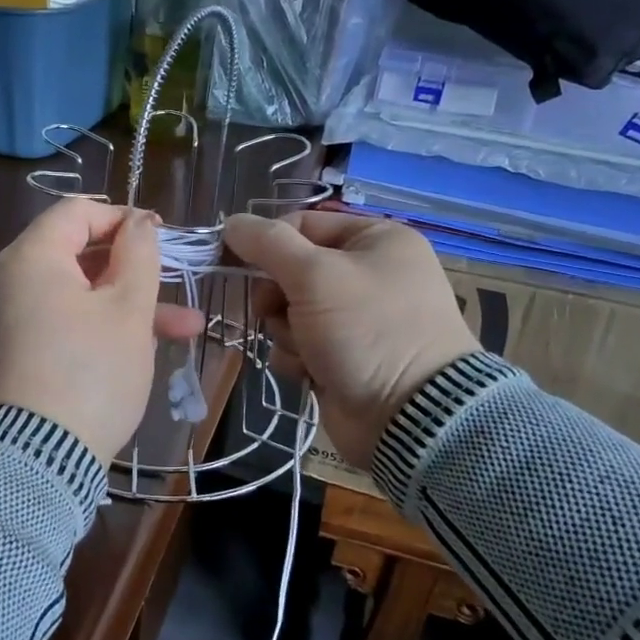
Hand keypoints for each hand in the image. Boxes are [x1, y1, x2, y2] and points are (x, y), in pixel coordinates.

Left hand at [0, 199, 204, 461]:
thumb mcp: (128, 309)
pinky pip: (61, 321)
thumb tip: (138, 222)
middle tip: (175, 283)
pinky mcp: (16, 351)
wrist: (39, 457)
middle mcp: (9, 280)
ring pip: (77, 294)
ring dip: (128, 305)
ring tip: (185, 327)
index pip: (77, 212)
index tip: (162, 238)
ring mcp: (9, 318)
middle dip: (134, 270)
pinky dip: (99, 326)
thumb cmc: (91, 371)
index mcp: (30, 257)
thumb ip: (138, 254)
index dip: (123, 218)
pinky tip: (145, 348)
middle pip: (77, 253)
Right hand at [222, 210, 477, 465]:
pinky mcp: (342, 356)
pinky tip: (312, 372)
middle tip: (278, 311)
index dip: (267, 243)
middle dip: (277, 297)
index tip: (236, 262)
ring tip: (307, 350)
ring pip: (289, 311)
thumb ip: (268, 243)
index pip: (302, 225)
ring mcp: (355, 319)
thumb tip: (231, 222)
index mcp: (375, 240)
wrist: (408, 417)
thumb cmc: (366, 330)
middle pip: (290, 271)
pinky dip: (297, 358)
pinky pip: (299, 345)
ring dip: (286, 331)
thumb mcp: (315, 275)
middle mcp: (368, 273)